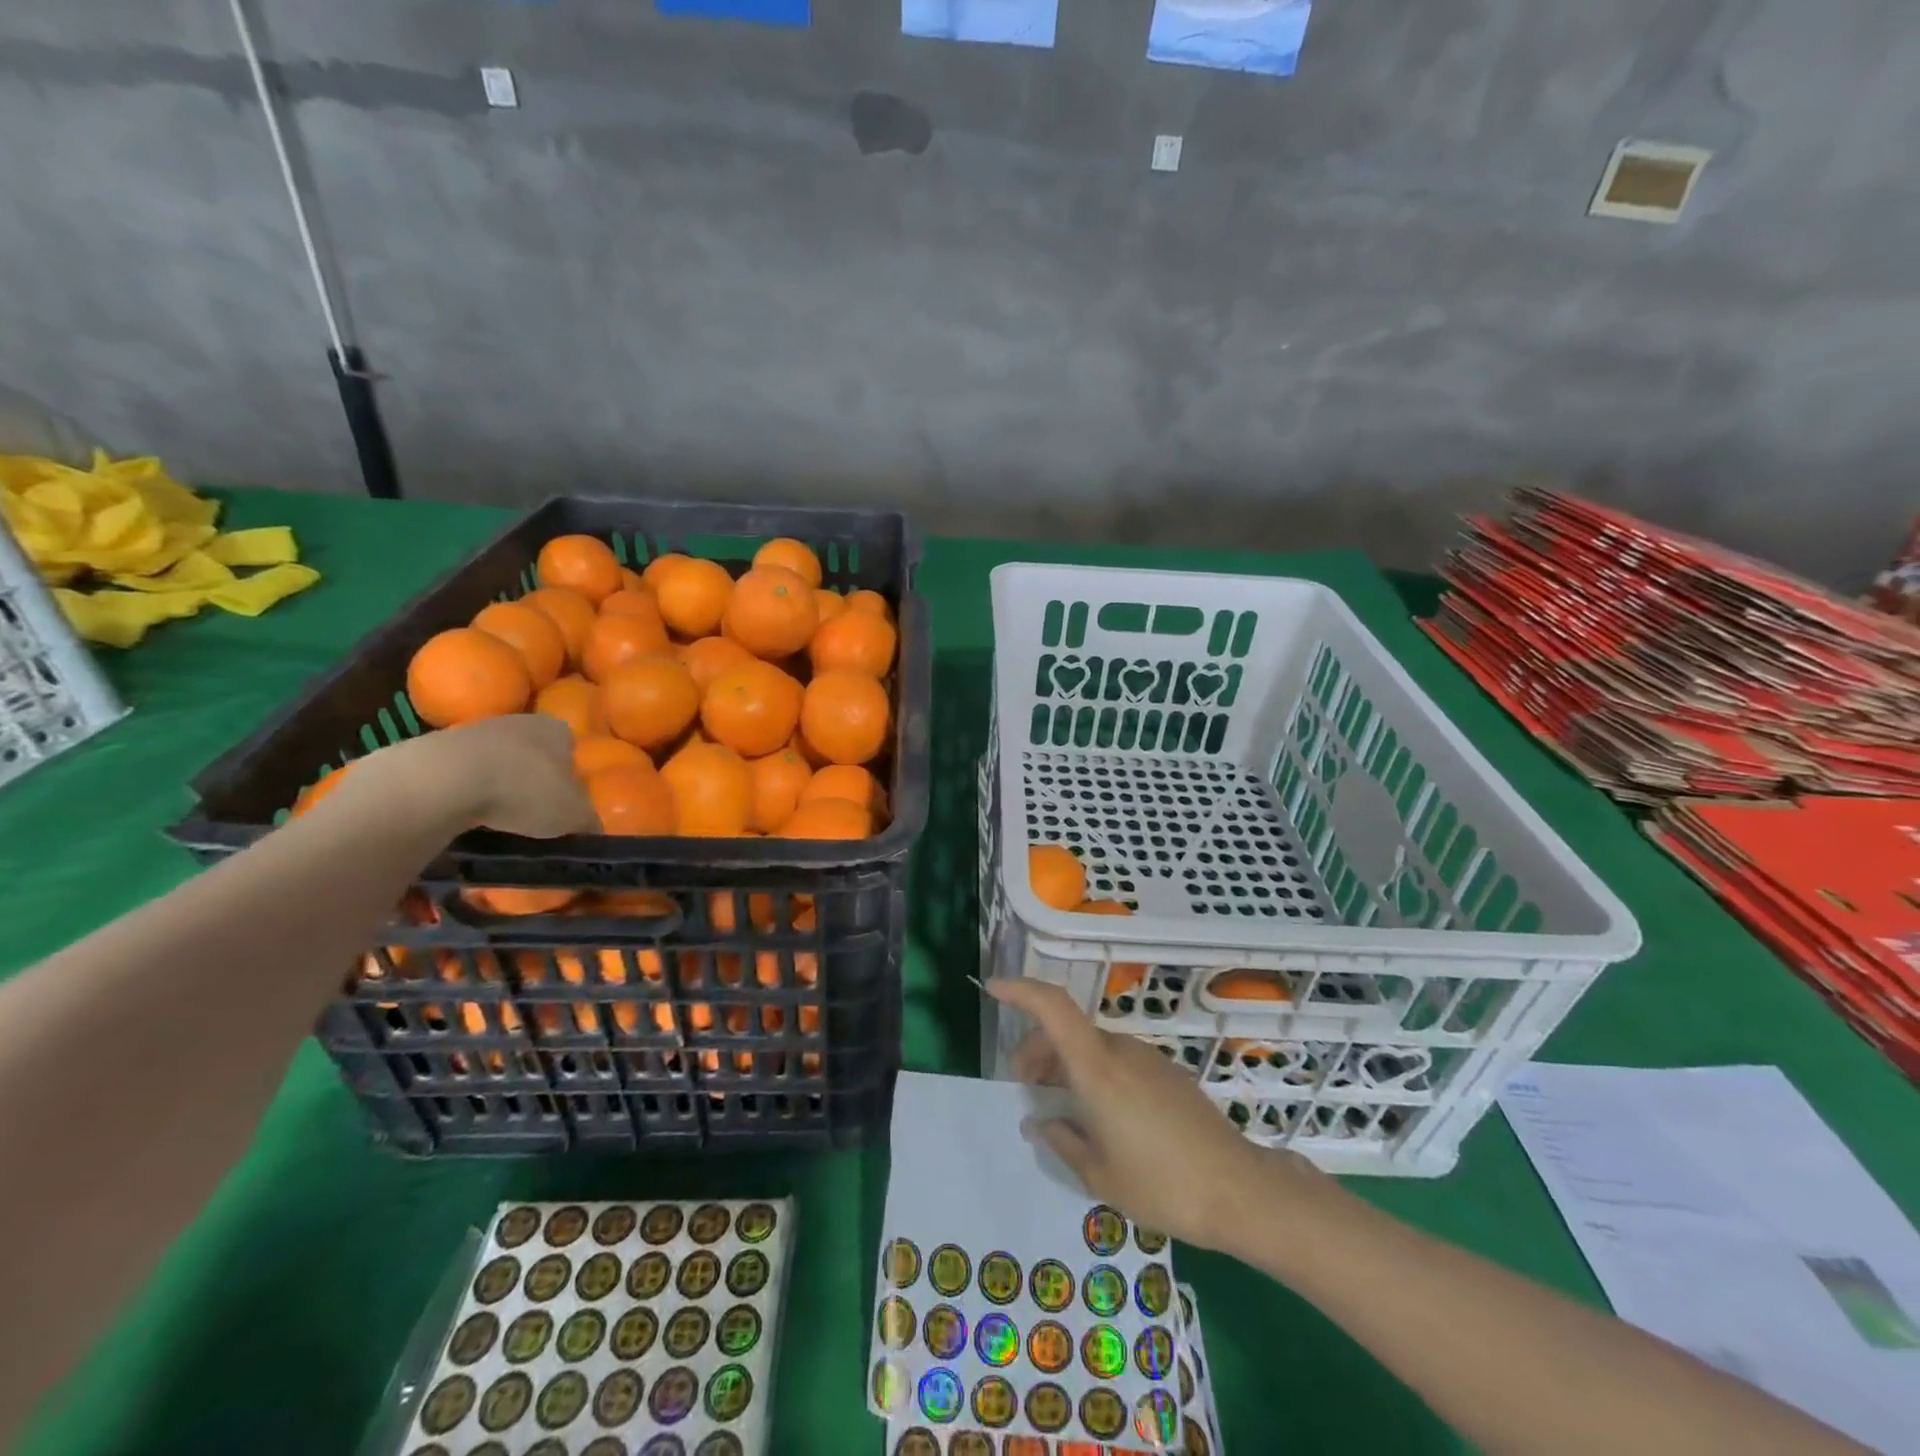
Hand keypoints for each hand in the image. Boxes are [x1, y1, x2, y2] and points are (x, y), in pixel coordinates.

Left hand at [374, 715, 597, 837]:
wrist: (445, 780)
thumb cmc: (525, 790)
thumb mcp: (574, 816)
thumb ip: (589, 822)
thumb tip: (593, 831)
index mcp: (558, 729)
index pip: (571, 751)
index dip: (571, 779)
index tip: (563, 805)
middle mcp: (521, 720)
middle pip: (534, 755)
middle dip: (534, 782)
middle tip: (533, 815)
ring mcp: (476, 730)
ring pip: (497, 763)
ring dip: (498, 787)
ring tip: (497, 822)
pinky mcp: (438, 747)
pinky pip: (463, 774)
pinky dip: (466, 793)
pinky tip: (465, 817)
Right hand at [988, 977, 1326, 1251]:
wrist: (1240, 1190)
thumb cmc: (1161, 1184)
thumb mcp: (1099, 1175)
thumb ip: (1062, 1140)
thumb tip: (1038, 1120)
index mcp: (1097, 1067)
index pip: (1052, 1007)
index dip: (1020, 990)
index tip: (993, 988)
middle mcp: (1121, 1050)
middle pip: (1068, 1031)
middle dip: (1037, 1049)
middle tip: (1024, 1087)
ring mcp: (1148, 1059)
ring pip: (1093, 1047)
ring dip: (1067, 1064)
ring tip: (1061, 1108)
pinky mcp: (1168, 1074)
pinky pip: (1118, 1061)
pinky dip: (1095, 1073)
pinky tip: (1100, 1116)